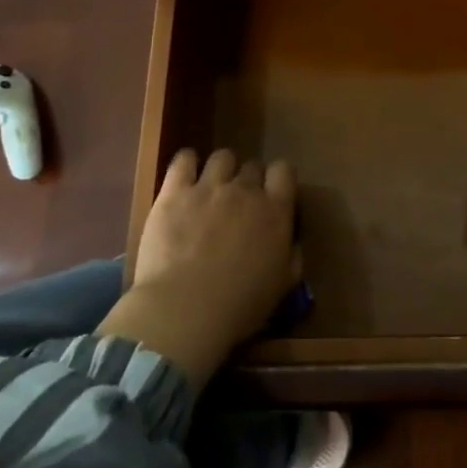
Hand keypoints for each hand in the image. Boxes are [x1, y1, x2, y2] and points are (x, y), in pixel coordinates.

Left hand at [98, 149, 297, 386]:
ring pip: (222, 157)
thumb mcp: (283, 285)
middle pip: (252, 166)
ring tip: (211, 188)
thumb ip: (292, 254)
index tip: (272, 195)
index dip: (278, 179)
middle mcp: (246, 190)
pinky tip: (186, 175)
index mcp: (276, 210)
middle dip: (248, 180)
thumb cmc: (240, 305)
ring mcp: (209, 187)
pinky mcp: (174, 192)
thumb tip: (291, 240)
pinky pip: (183, 160)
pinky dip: (187, 162)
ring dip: (221, 170)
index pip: (284, 170)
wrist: (185, 310)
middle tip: (239, 203)